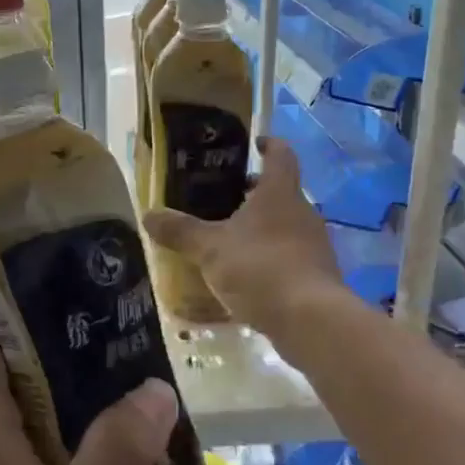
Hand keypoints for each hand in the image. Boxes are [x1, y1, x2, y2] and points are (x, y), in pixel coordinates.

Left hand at [0, 326, 178, 464]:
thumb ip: (119, 449)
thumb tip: (155, 388)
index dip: (24, 309)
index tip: (76, 292)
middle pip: (18, 374)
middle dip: (66, 352)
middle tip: (123, 339)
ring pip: (33, 417)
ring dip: (76, 401)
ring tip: (131, 388)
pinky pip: (40, 456)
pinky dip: (74, 443)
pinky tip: (118, 457)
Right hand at [143, 136, 343, 334]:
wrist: (311, 321)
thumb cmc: (260, 268)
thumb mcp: (209, 249)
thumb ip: (180, 231)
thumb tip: (148, 215)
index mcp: (279, 193)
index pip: (280, 155)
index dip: (268, 144)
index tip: (254, 143)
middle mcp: (302, 212)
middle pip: (280, 191)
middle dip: (253, 192)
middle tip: (222, 197)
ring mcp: (314, 245)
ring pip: (284, 225)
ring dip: (260, 227)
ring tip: (228, 239)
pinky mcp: (317, 275)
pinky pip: (289, 256)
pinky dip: (268, 257)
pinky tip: (245, 276)